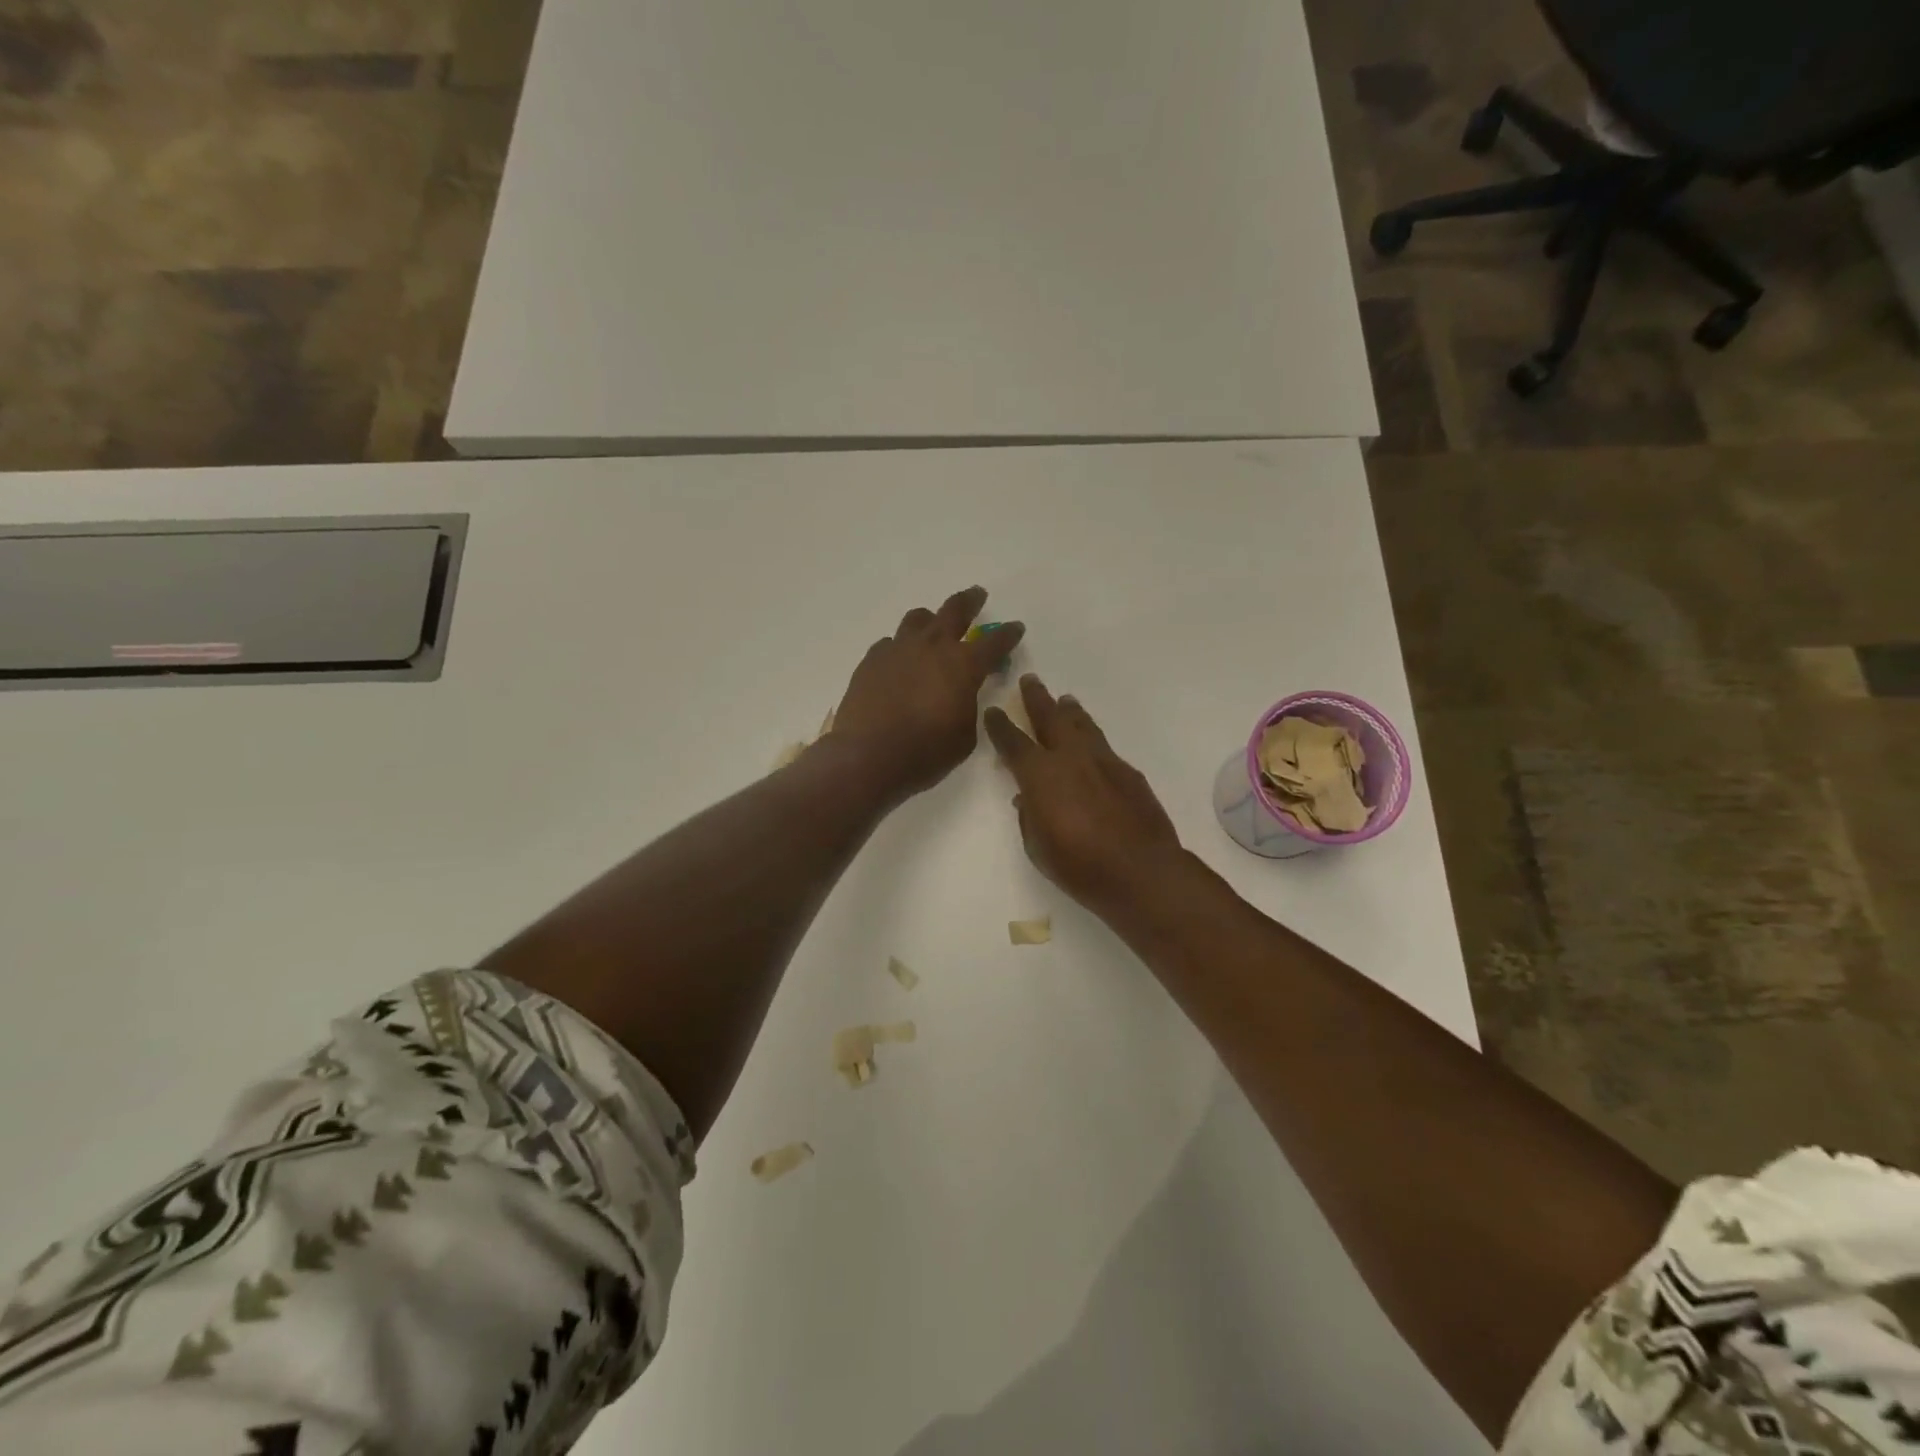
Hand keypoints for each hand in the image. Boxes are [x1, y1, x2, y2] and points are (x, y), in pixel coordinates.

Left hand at [831, 587, 1024, 802]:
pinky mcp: (871, 660)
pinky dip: (900, 648)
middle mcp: (932, 647)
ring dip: (930, 620)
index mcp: (963, 665)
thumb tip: (960, 694)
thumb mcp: (964, 736)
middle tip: (977, 595)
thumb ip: (967, 707)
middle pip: (955, 610)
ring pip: (917, 619)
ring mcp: (898, 649)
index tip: (1016, 627)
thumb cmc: (925, 752)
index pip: (994, 642)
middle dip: (970, 601)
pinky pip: (890, 643)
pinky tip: (899, 661)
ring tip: (931, 625)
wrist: (867, 757)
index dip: (1008, 634)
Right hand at [983, 675, 1182, 913]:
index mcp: (1040, 775)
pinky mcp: (1128, 772)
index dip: (1000, 726)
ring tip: (1065, 700)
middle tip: (1030, 680)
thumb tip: (1027, 799)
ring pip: (1082, 725)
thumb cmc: (1079, 865)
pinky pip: (1104, 746)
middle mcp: (1070, 758)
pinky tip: (1093, 745)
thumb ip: (1029, 816)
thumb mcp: (1038, 847)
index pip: (1013, 742)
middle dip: (1037, 698)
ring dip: (1070, 712)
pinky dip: (1092, 739)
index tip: (993, 712)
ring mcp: (1103, 761)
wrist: (1140, 871)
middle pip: (1050, 718)